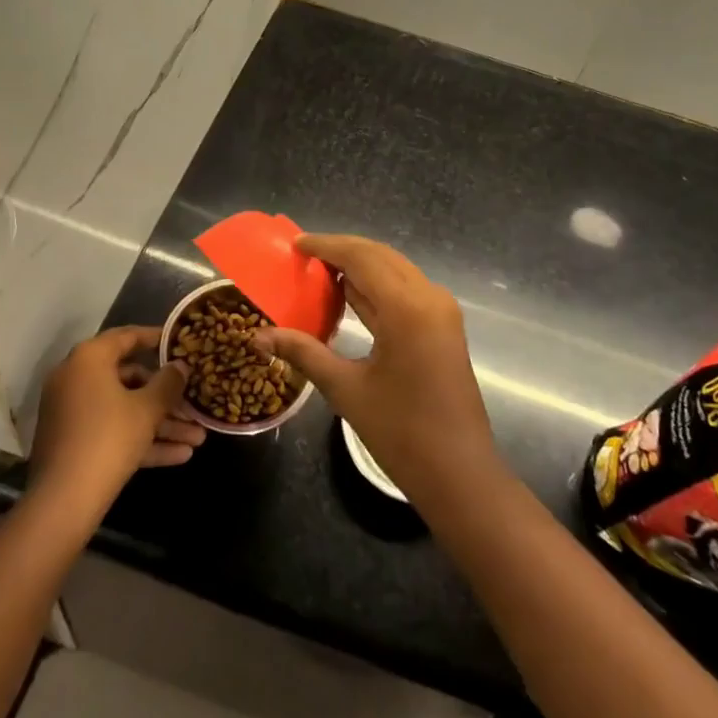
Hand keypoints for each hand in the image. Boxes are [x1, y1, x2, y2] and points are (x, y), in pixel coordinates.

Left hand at [31, 326, 205, 509]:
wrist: (63, 501)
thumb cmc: (108, 438)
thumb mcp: (147, 409)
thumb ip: (168, 383)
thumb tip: (181, 366)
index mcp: (89, 359)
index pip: (126, 337)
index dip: (156, 338)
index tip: (180, 342)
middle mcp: (76, 379)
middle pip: (129, 379)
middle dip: (166, 396)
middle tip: (194, 402)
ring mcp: (72, 412)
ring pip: (124, 410)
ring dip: (161, 424)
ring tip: (198, 438)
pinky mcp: (73, 443)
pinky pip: (113, 431)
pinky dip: (141, 440)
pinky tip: (179, 455)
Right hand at [253, 235, 496, 500]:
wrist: (460, 474)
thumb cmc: (401, 433)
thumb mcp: (345, 389)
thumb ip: (303, 353)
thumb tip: (257, 336)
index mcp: (407, 307)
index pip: (361, 257)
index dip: (327, 245)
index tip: (296, 243)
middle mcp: (429, 297)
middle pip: (380, 256)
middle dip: (343, 250)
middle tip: (304, 254)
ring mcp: (441, 310)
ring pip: (395, 269)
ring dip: (360, 265)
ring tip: (320, 269)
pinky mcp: (444, 325)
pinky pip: (406, 289)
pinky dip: (377, 284)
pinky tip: (350, 293)